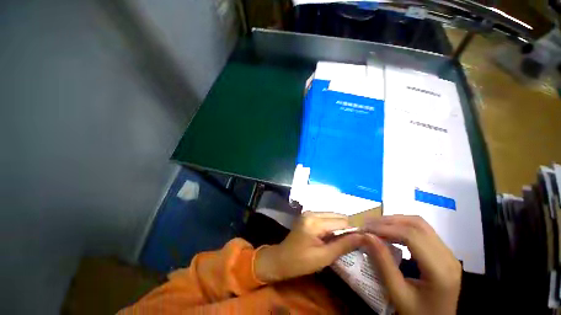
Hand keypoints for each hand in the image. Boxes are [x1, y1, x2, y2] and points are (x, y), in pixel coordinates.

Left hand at [254, 212, 363, 282]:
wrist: (281, 259)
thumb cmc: (301, 262)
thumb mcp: (324, 257)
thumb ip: (344, 245)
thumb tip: (363, 236)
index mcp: (314, 221)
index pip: (341, 221)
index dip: (354, 229)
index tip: (366, 238)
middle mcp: (312, 212)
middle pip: (337, 216)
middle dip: (348, 227)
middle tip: (358, 240)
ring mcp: (309, 213)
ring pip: (332, 217)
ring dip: (340, 227)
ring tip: (348, 239)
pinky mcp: (308, 217)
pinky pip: (325, 219)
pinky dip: (333, 226)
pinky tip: (336, 236)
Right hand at [363, 215, 461, 314]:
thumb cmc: (417, 314)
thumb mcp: (397, 294)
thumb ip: (383, 264)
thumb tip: (367, 236)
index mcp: (440, 270)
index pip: (412, 236)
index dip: (386, 228)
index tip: (365, 228)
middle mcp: (448, 257)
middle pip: (417, 225)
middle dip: (389, 221)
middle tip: (368, 224)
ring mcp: (448, 253)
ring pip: (420, 224)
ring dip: (395, 221)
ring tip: (376, 226)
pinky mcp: (443, 253)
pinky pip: (421, 231)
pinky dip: (402, 227)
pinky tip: (390, 232)